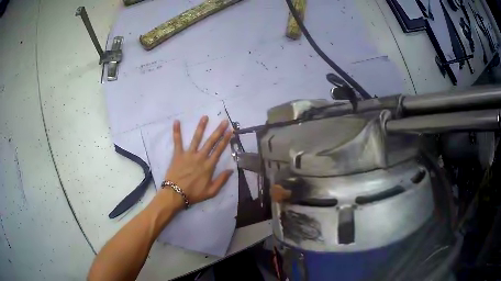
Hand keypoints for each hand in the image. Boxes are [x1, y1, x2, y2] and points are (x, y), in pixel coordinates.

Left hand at [163, 116, 233, 205]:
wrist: (175, 194)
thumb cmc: (194, 194)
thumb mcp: (211, 192)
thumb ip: (222, 180)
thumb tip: (231, 170)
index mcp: (209, 166)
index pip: (219, 150)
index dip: (225, 140)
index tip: (230, 131)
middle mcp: (200, 157)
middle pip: (211, 142)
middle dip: (218, 131)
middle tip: (224, 121)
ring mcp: (188, 154)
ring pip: (196, 138)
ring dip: (201, 127)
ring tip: (205, 117)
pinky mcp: (178, 154)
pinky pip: (177, 141)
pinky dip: (176, 131)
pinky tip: (176, 121)